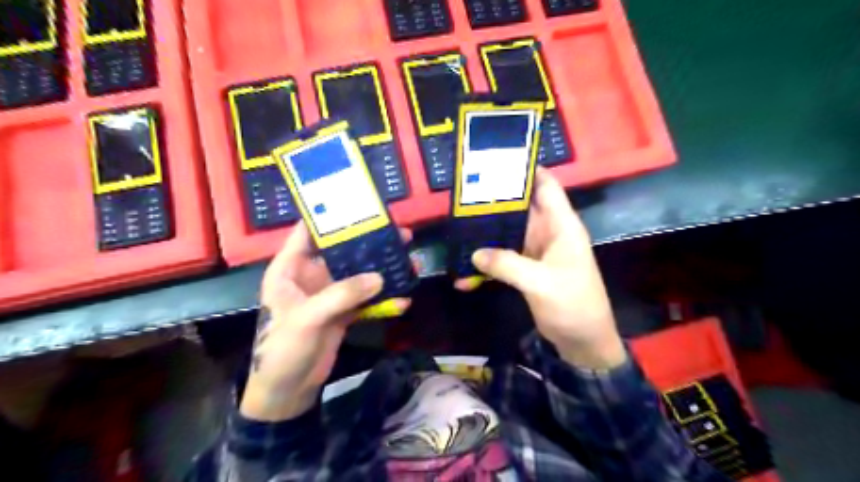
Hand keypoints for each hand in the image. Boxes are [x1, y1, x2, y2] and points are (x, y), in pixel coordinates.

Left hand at [238, 224, 412, 419]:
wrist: (288, 390)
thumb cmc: (283, 349)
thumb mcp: (307, 318)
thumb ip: (342, 294)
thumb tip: (380, 277)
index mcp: (290, 268)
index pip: (309, 232)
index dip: (331, 217)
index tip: (361, 205)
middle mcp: (311, 275)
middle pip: (343, 251)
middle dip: (371, 242)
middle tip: (400, 234)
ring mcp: (330, 294)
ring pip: (359, 273)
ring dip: (383, 269)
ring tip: (409, 262)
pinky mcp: (343, 311)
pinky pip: (367, 298)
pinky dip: (384, 298)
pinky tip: (403, 299)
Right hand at [456, 168, 626, 368]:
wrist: (583, 342)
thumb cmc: (573, 305)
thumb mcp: (541, 283)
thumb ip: (508, 264)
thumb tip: (475, 252)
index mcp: (561, 226)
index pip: (547, 187)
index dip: (528, 170)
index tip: (499, 160)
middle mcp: (548, 233)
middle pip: (520, 208)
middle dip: (495, 201)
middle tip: (464, 193)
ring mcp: (536, 251)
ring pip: (508, 232)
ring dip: (486, 233)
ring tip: (457, 227)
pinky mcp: (526, 269)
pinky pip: (503, 258)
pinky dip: (487, 262)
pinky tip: (466, 271)